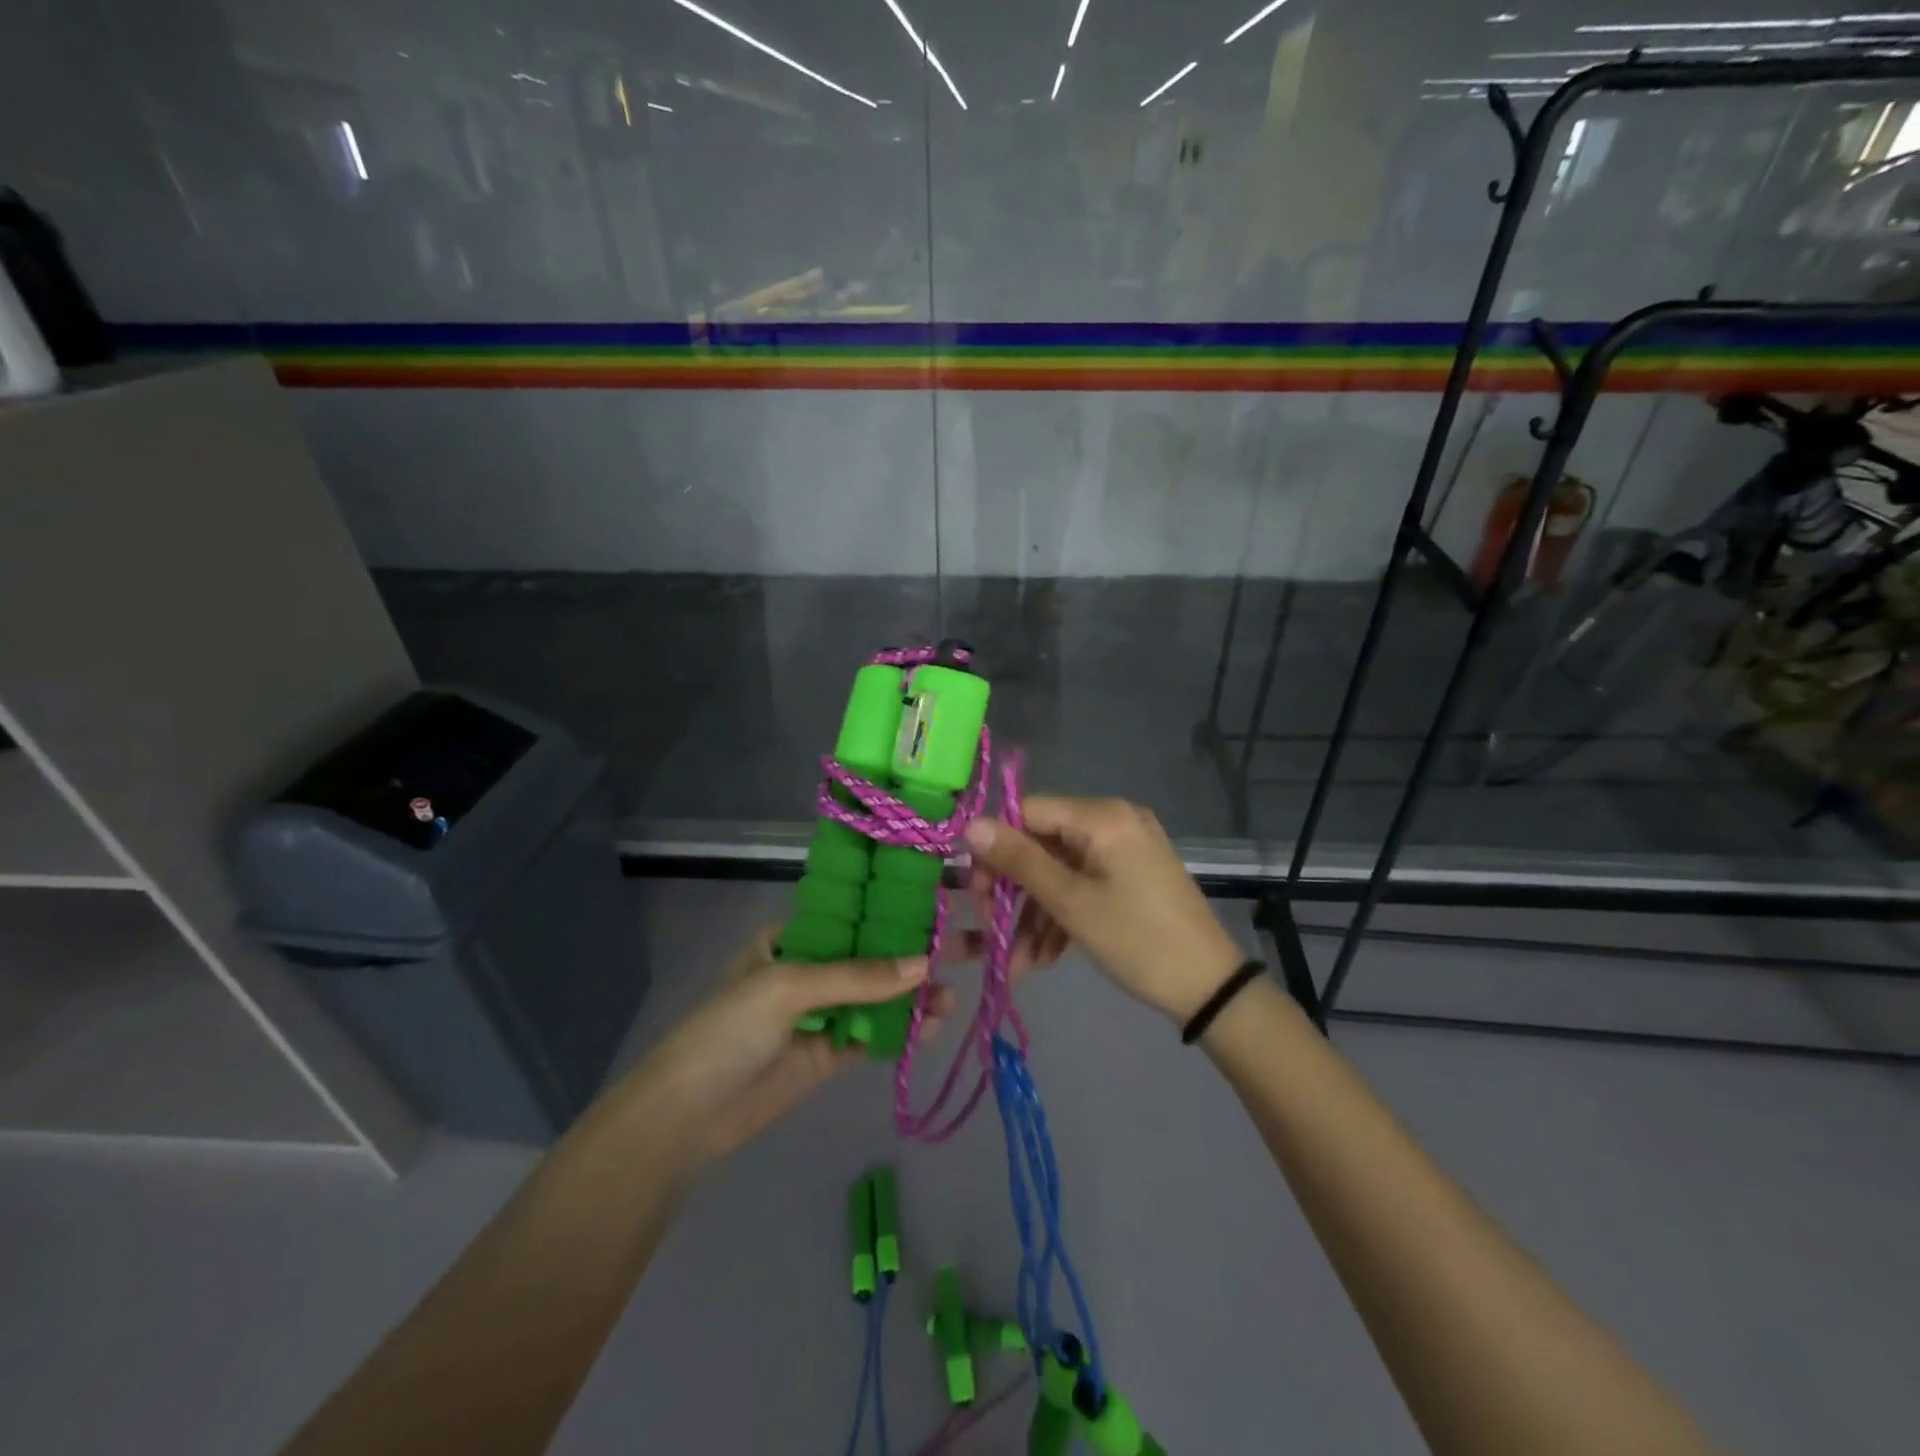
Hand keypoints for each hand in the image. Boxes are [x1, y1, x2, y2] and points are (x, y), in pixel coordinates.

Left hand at [613, 926, 953, 1168]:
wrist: (686, 1116)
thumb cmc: (729, 1029)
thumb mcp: (788, 986)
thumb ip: (857, 977)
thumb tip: (925, 964)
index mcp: (791, 938)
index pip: (851, 915)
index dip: (892, 911)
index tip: (938, 906)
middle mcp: (810, 969)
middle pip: (870, 956)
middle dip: (912, 955)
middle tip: (962, 950)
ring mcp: (821, 1013)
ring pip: (877, 996)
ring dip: (914, 995)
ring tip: (952, 996)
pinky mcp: (829, 1053)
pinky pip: (873, 1034)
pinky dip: (903, 1030)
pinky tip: (934, 1025)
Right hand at [963, 796, 1242, 1023]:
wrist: (1210, 988)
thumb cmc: (1137, 939)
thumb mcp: (1071, 903)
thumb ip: (1019, 861)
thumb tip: (971, 825)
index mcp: (1101, 816)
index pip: (1028, 812)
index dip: (996, 848)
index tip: (974, 891)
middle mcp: (1114, 821)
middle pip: (1043, 844)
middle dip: (1015, 892)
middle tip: (992, 930)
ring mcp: (1125, 850)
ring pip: (1061, 872)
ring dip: (1036, 915)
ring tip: (1019, 963)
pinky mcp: (1132, 876)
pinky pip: (1084, 884)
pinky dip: (1063, 916)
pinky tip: (1045, 957)